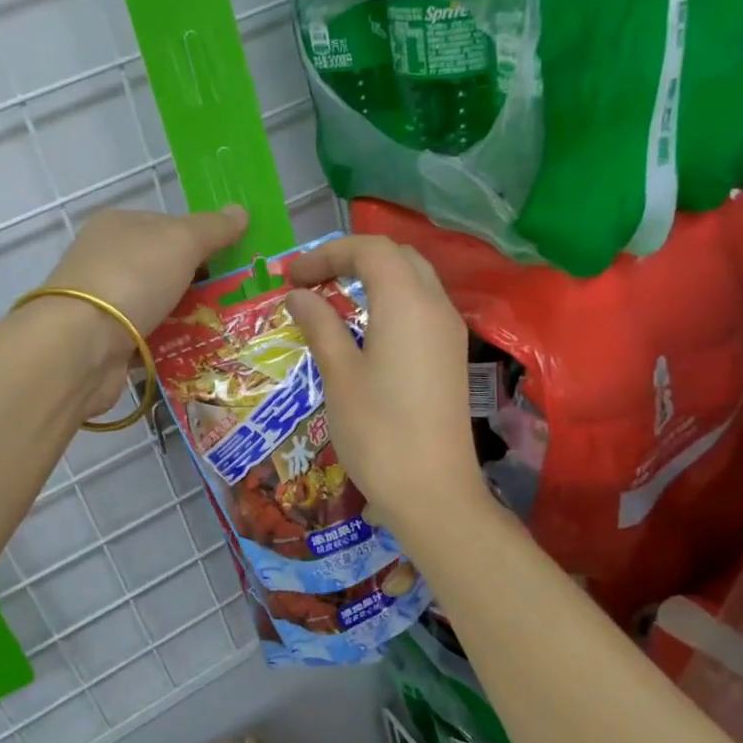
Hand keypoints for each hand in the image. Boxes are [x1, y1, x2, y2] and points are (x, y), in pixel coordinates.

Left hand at [37, 204, 249, 419]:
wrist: (81, 345)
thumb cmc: (132, 278)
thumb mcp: (181, 241)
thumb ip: (213, 227)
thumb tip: (241, 211)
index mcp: (118, 225)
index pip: (168, 226)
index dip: (202, 240)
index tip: (232, 262)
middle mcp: (105, 259)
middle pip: (164, 267)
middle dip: (198, 284)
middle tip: (234, 300)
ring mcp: (102, 302)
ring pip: (157, 305)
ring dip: (186, 318)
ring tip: (225, 330)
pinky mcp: (104, 341)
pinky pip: (147, 339)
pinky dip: (168, 345)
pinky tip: (195, 353)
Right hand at [283, 236, 489, 534]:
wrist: (433, 493)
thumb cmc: (378, 432)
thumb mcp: (339, 375)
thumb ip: (320, 326)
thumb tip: (298, 296)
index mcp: (407, 303)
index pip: (369, 249)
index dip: (327, 253)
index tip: (291, 276)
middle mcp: (435, 306)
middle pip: (397, 256)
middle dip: (352, 258)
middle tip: (312, 280)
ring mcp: (449, 331)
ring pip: (413, 279)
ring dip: (373, 278)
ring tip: (333, 299)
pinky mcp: (451, 356)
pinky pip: (421, 306)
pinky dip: (390, 300)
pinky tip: (364, 328)